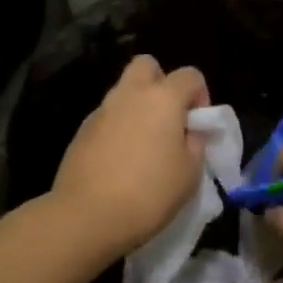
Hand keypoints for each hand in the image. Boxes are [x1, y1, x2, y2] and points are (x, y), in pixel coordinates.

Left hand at [52, 55, 210, 257]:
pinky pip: (107, 117)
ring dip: (138, 107)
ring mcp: (101, 111)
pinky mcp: (81, 131)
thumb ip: (196, 143)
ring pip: (124, 92)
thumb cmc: (149, 193)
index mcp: (163, 98)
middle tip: (169, 118)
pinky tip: (121, 161)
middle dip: (161, 83)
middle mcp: (130, 94)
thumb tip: (190, 131)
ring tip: (145, 145)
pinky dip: (118, 128)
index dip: (200, 95)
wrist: (87, 216)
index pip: (190, 75)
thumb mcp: (190, 172)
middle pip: (147, 66)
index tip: (198, 125)